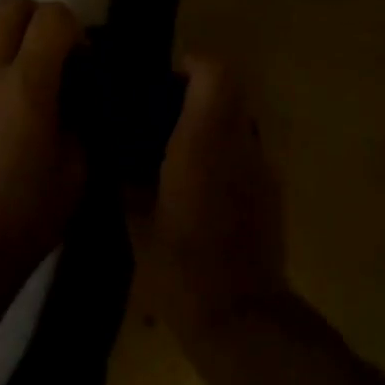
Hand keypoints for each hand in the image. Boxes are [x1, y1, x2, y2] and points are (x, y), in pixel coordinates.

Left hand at [0, 0, 87, 274]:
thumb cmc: (28, 213)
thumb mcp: (79, 168)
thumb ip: (83, 116)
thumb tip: (78, 94)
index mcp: (27, 85)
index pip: (52, 16)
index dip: (75, 29)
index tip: (84, 64)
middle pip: (12, 4)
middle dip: (41, 17)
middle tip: (58, 57)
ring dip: (19, 41)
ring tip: (36, 86)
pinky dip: (2, 64)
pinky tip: (13, 110)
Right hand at [128, 57, 291, 357]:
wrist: (242, 319)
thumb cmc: (182, 268)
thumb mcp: (136, 222)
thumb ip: (124, 177)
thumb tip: (112, 150)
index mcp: (203, 140)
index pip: (215, 72)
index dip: (192, 64)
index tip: (165, 81)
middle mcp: (239, 142)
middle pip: (229, 89)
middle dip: (197, 92)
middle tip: (163, 115)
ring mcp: (261, 166)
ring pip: (239, 119)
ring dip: (212, 122)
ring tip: (179, 152)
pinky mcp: (272, 191)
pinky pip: (246, 151)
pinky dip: (225, 152)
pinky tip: (201, 188)